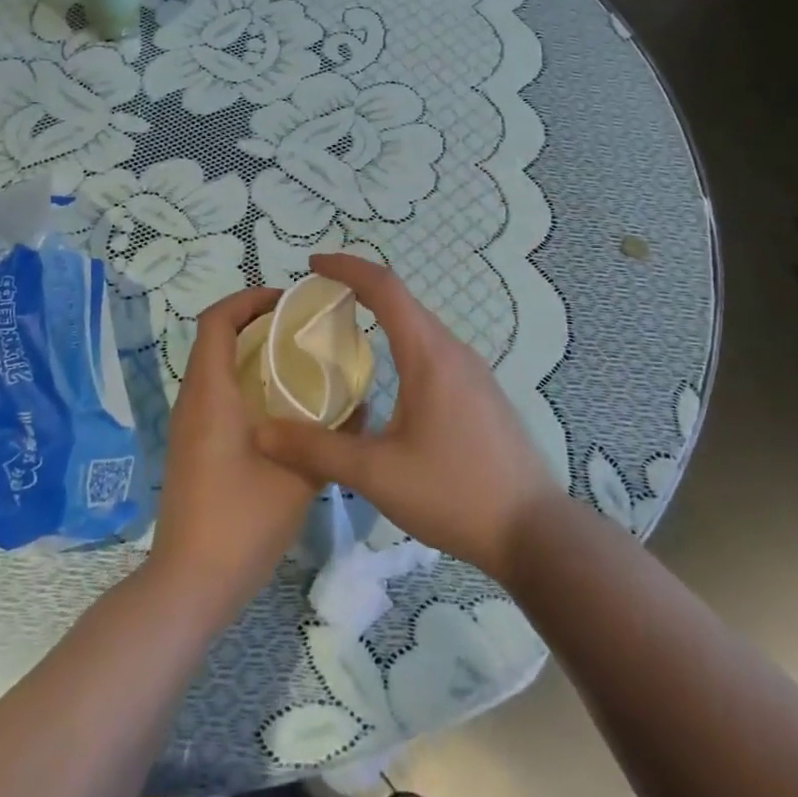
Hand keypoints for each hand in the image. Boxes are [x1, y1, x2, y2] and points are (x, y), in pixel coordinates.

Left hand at [147, 286, 321, 631]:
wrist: (189, 585)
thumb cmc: (241, 522)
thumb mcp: (299, 477)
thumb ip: (331, 438)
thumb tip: (361, 406)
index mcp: (211, 394)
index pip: (216, 320)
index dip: (248, 299)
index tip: (288, 301)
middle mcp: (192, 400)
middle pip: (215, 338)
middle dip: (255, 322)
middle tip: (301, 328)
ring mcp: (188, 426)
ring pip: (214, 366)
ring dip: (250, 352)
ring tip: (297, 360)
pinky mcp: (192, 447)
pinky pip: (215, 393)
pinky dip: (244, 381)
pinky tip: (280, 407)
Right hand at [252, 254, 559, 585]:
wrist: (535, 532)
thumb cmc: (454, 494)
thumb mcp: (377, 475)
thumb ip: (318, 449)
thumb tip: (262, 432)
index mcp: (428, 354)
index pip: (384, 287)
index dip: (346, 268)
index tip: (312, 264)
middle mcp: (453, 350)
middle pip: (402, 301)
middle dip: (359, 289)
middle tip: (318, 301)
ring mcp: (474, 371)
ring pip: (421, 326)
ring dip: (383, 316)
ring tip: (346, 332)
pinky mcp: (482, 393)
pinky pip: (435, 349)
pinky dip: (403, 341)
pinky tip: (390, 376)